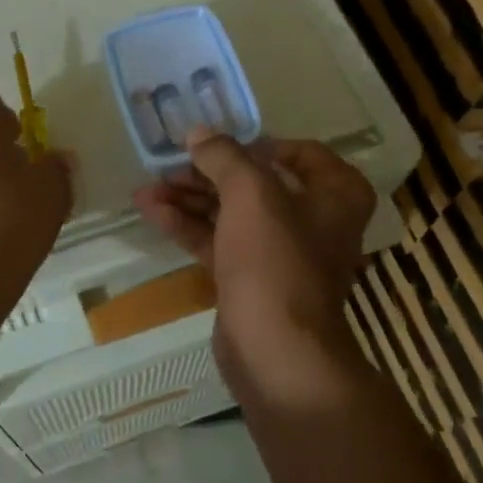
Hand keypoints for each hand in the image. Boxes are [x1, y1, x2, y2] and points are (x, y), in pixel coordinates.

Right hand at [134, 129, 374, 402]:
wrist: (274, 349)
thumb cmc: (275, 261)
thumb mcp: (250, 194)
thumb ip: (224, 156)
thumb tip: (199, 133)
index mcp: (336, 194)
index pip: (298, 153)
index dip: (253, 144)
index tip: (214, 144)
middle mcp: (315, 220)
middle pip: (256, 184)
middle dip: (207, 174)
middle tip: (167, 165)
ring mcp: (281, 253)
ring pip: (232, 214)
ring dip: (190, 199)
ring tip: (146, 189)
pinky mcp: (250, 279)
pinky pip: (219, 242)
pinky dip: (189, 226)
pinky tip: (153, 212)